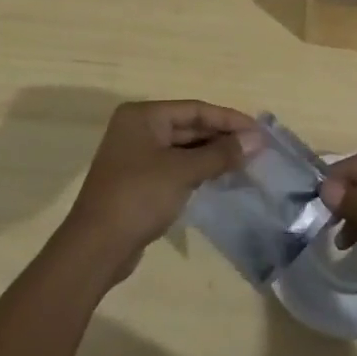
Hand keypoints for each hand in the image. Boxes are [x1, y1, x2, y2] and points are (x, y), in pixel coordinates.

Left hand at [62, 100, 259, 278]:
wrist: (97, 246)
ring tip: (246, 162)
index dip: (228, 119)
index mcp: (143, 116)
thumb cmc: (139, 196)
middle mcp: (137, 129)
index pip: (194, 109)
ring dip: (212, 154)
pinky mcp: (139, 181)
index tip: (259, 131)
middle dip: (222, 136)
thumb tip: (256, 140)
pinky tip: (221, 177)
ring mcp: (136, 156)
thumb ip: (220, 154)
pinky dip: (198, 170)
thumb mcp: (183, 171)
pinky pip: (175, 166)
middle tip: (257, 148)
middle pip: (188, 126)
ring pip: (183, 148)